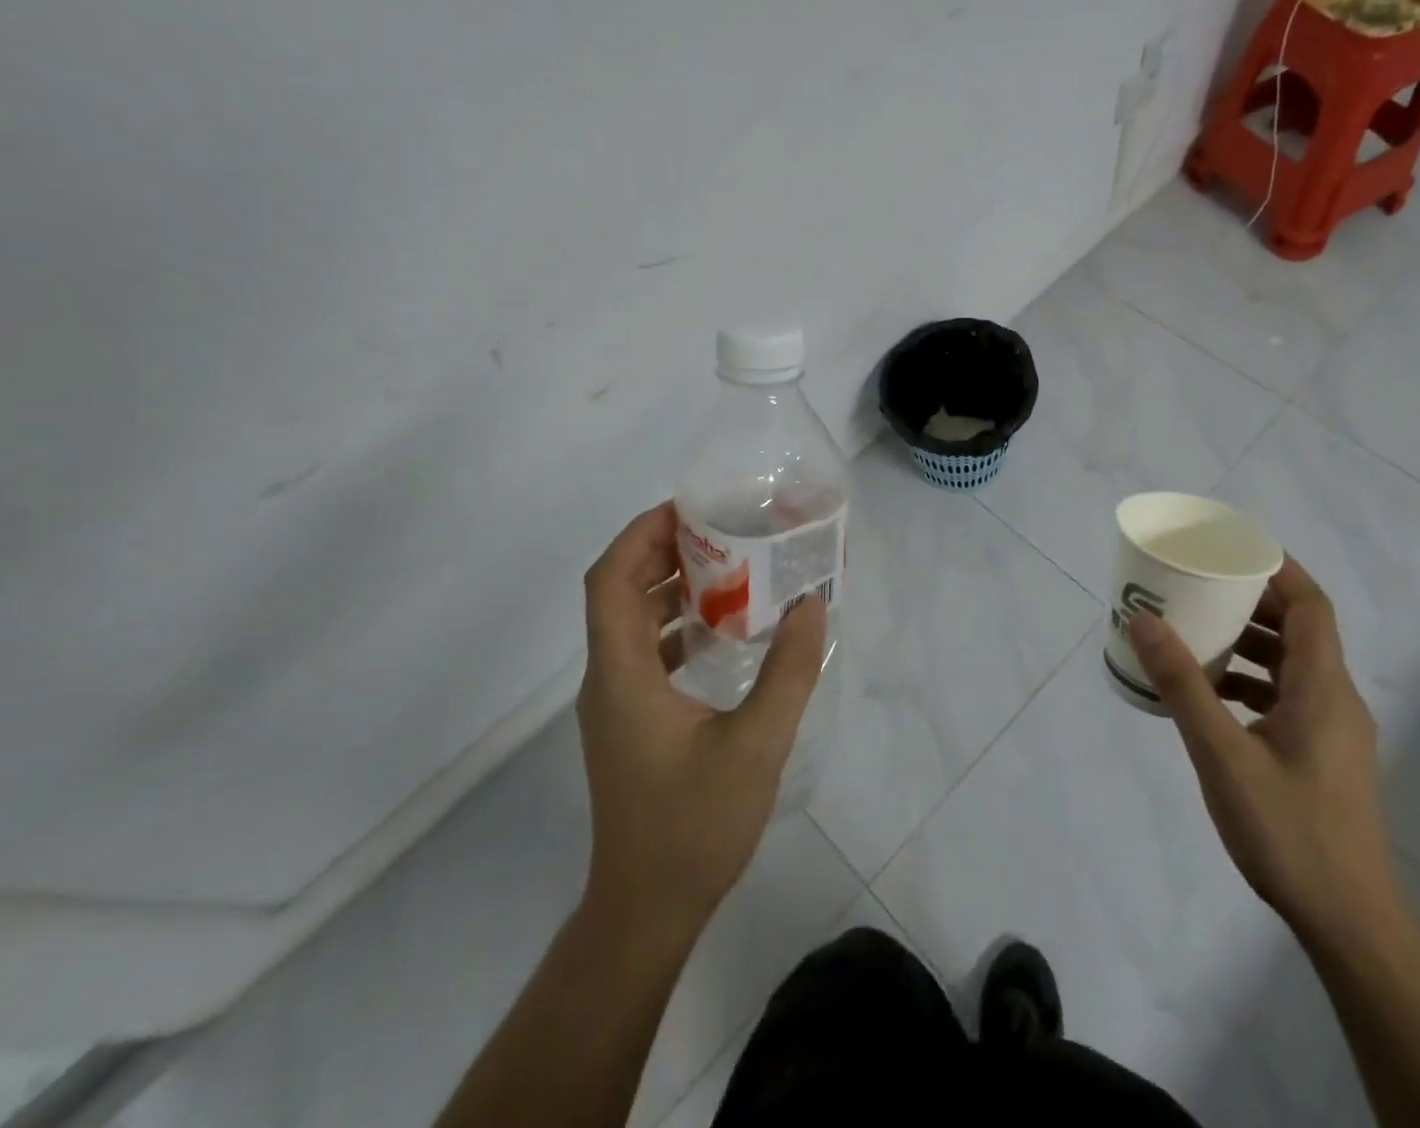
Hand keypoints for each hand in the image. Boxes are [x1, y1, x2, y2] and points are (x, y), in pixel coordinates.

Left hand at [576, 501, 826, 940]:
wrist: (646, 911)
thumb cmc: (693, 826)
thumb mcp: (756, 745)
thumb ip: (788, 671)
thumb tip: (811, 605)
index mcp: (622, 675)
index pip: (609, 581)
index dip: (640, 535)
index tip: (688, 509)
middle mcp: (608, 680)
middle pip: (617, 593)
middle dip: (661, 552)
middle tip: (719, 529)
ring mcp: (616, 703)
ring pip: (630, 622)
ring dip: (669, 587)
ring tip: (727, 567)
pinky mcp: (630, 723)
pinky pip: (645, 651)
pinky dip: (676, 625)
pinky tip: (723, 630)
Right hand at [1126, 556, 1400, 948]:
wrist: (1349, 924)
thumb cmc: (1288, 831)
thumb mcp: (1222, 754)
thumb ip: (1183, 685)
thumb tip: (1144, 621)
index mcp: (1323, 689)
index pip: (1312, 606)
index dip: (1278, 570)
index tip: (1233, 549)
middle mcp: (1336, 701)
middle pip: (1301, 631)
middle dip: (1252, 603)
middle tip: (1202, 587)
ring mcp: (1333, 732)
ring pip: (1293, 666)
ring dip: (1250, 644)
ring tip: (1199, 635)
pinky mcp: (1323, 757)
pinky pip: (1288, 698)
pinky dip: (1253, 682)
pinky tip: (1213, 697)